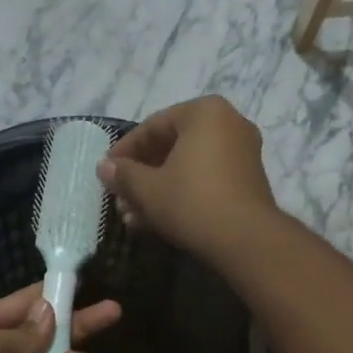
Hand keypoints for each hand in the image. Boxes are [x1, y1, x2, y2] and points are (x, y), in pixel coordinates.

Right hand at [97, 95, 279, 259]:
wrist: (246, 240)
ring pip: (188, 166)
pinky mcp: (248, 180)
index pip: (153, 126)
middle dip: (141, 175)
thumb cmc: (192, 202)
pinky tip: (157, 221)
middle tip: (120, 198)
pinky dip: (182, 194)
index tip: (106, 173)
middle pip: (172, 146)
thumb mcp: (148, 189)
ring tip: (133, 216)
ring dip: (158, 189)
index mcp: (204, 112)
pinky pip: (206, 179)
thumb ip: (123, 174)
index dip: (124, 151)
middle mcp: (229, 123)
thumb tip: (104, 167)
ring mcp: (243, 152)